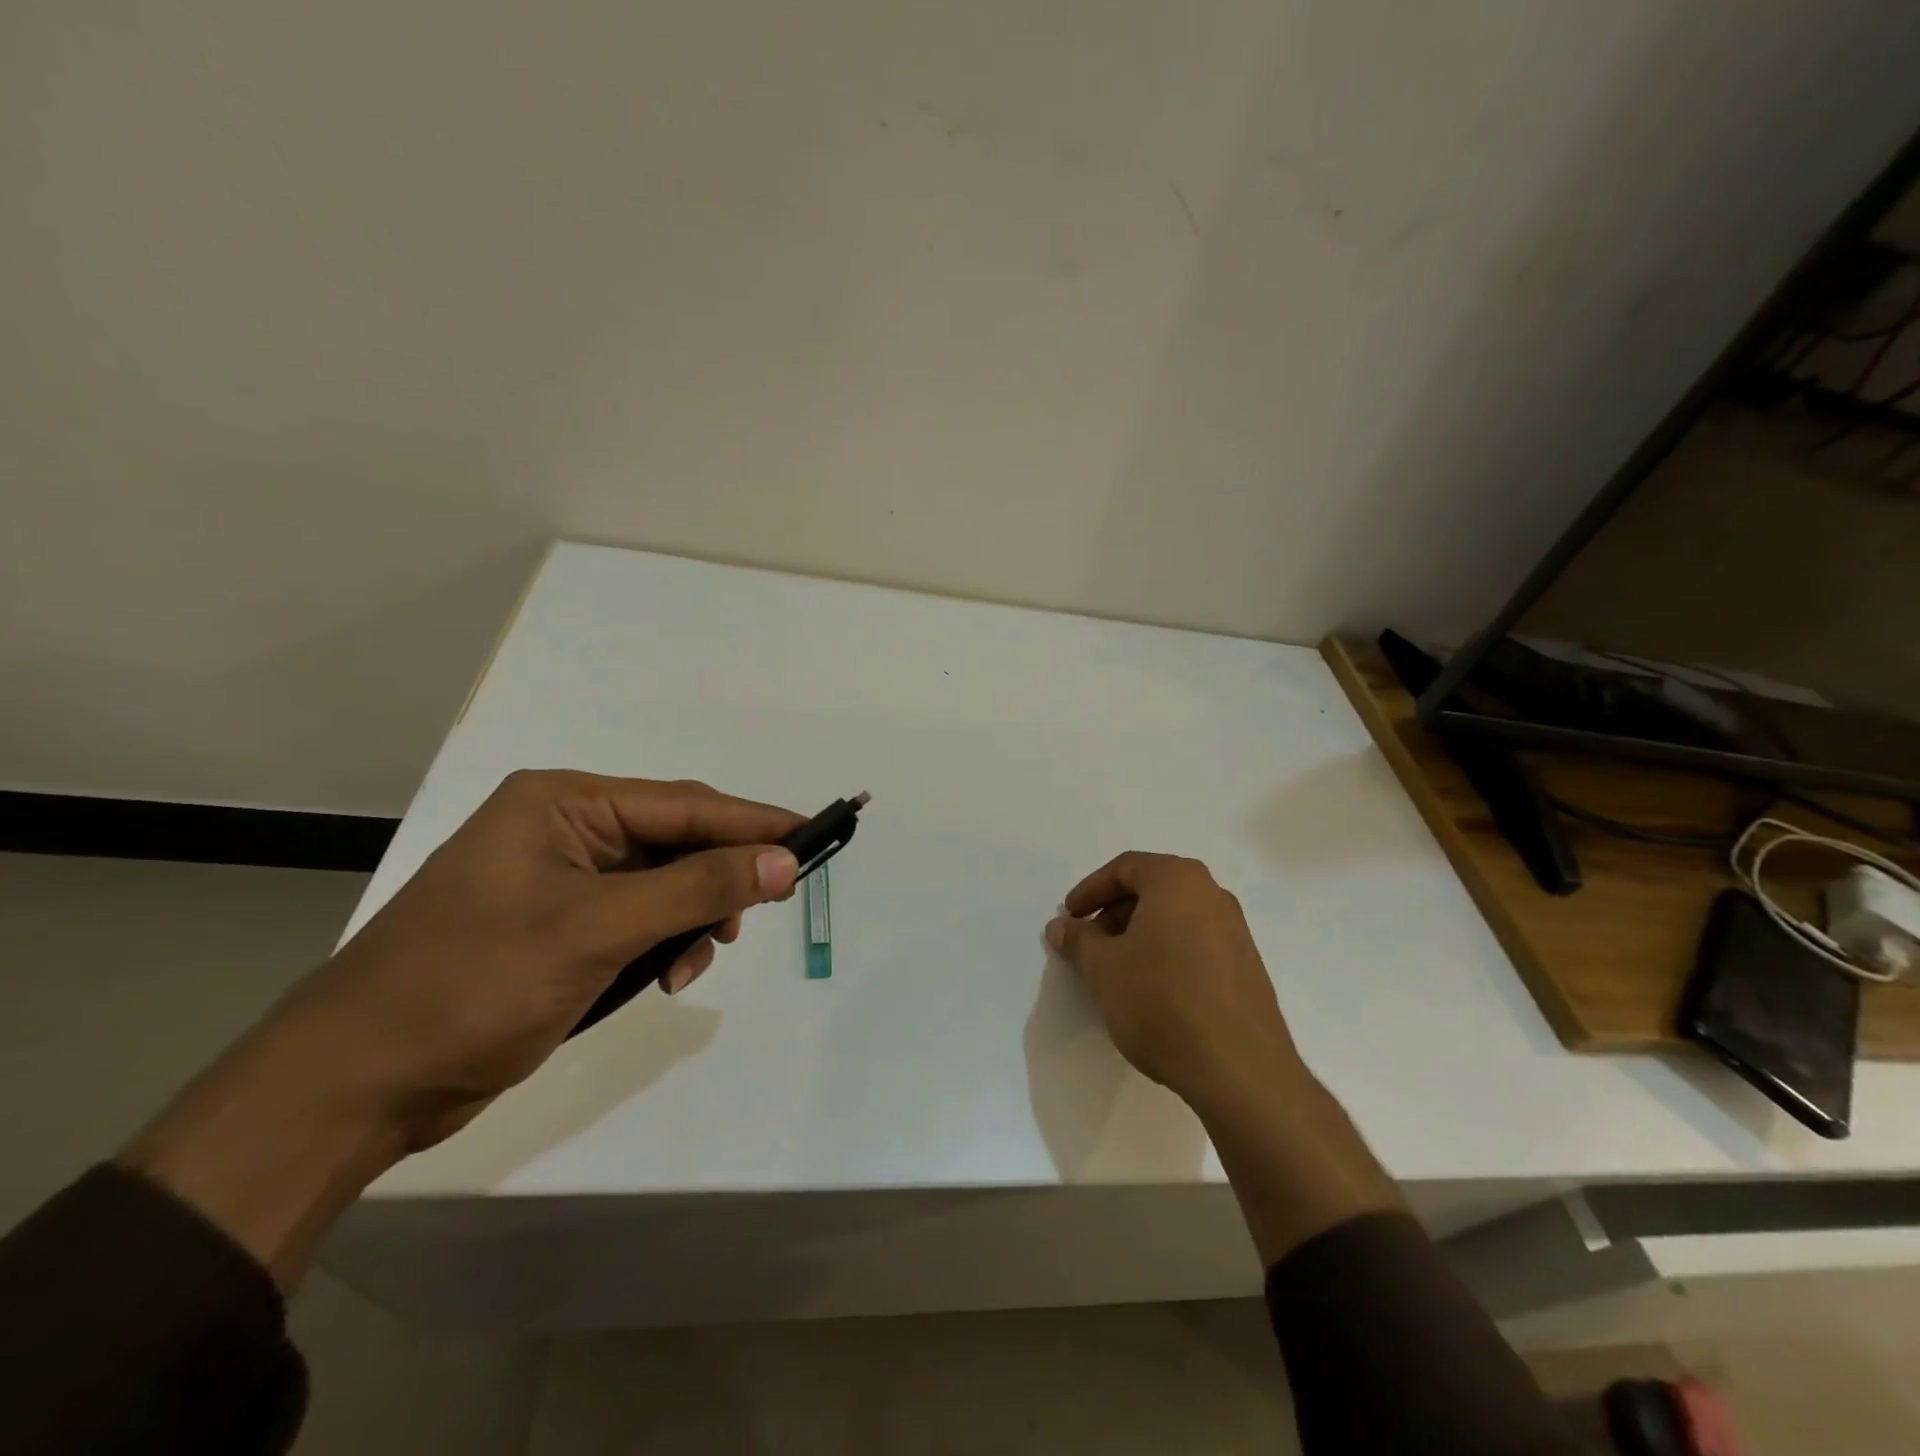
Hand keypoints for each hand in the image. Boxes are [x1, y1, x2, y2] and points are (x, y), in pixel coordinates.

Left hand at [286, 770, 803, 1146]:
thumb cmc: (473, 986)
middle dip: (720, 877)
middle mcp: (566, 830)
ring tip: (697, 960)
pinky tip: (667, 976)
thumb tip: (784, 861)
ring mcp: (561, 879)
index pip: (684, 804)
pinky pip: (638, 919)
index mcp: (564, 804)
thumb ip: (697, 888)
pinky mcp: (560, 926)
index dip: (753, 821)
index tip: (816, 835)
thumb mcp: (597, 930)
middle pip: (677, 840)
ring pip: (664, 883)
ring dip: (693, 918)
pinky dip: (663, 943)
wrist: (356, 1086)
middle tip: (766, 907)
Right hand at [1046, 852, 1302, 1112]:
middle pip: (1152, 890)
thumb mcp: (1103, 969)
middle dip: (1114, 913)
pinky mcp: (1247, 967)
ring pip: (1174, 918)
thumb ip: (1078, 940)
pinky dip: (1166, 953)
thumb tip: (1061, 926)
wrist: (1239, 1069)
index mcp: (1179, 880)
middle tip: (1089, 945)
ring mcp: (1236, 931)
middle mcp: (1213, 895)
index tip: (1070, 918)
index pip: (1125, 868)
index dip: (1090, 890)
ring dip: (1139, 935)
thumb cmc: (1161, 1001)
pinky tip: (1152, 991)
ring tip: (1117, 971)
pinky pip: (1196, 943)